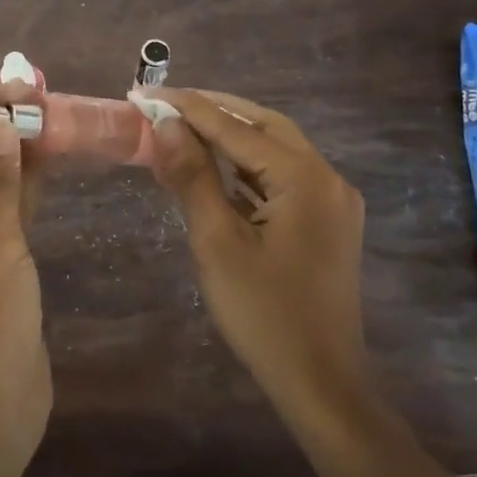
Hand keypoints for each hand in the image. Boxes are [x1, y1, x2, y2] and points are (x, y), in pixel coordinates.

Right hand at [148, 88, 369, 429]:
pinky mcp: (327, 222)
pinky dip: (247, 167)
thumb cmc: (264, 314)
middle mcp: (327, 178)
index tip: (145, 92)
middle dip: (214, 111)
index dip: (188, 108)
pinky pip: (283, 178)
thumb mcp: (218, 242)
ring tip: (182, 129)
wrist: (321, 384)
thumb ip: (193, 177)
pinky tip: (216, 169)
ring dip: (231, 137)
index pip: (237, 127)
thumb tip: (166, 125)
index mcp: (305, 178)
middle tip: (165, 105)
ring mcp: (331, 201)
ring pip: (275, 150)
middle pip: (264, 126)